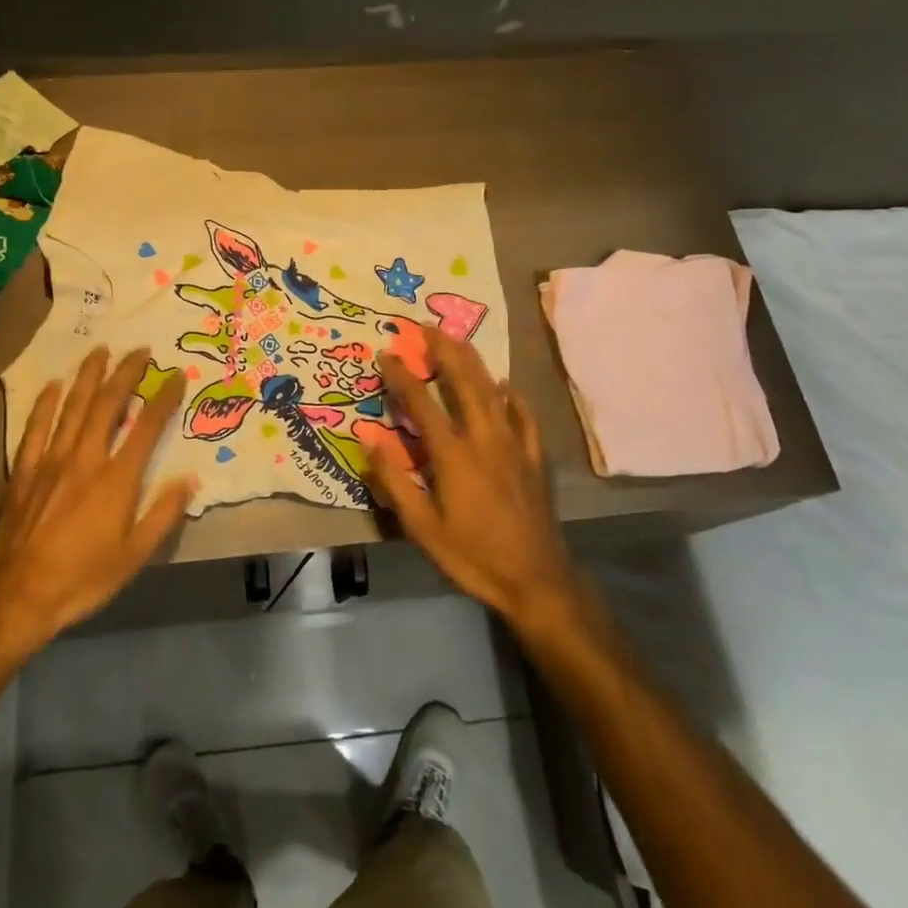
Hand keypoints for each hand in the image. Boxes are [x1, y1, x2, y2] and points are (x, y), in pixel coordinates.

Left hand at [0, 347, 195, 653]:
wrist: (14, 597)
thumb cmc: (81, 579)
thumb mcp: (133, 556)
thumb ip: (163, 514)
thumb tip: (190, 479)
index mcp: (116, 479)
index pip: (147, 427)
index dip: (164, 397)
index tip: (176, 375)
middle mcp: (84, 459)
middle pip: (108, 404)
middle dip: (126, 373)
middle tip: (140, 349)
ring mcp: (50, 461)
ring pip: (72, 406)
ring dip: (88, 376)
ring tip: (100, 350)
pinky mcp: (23, 471)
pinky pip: (35, 427)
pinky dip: (45, 403)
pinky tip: (52, 385)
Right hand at [370, 328, 580, 632]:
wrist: (536, 580)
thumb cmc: (472, 556)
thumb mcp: (422, 528)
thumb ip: (395, 481)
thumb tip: (371, 438)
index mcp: (453, 455)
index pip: (422, 403)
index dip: (402, 375)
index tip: (387, 353)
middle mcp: (485, 439)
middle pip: (464, 382)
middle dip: (444, 351)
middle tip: (427, 327)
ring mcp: (514, 445)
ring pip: (493, 391)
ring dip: (474, 363)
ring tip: (458, 341)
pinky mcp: (534, 458)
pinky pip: (524, 416)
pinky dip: (512, 397)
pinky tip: (506, 386)